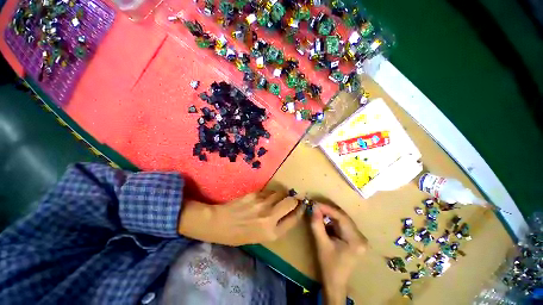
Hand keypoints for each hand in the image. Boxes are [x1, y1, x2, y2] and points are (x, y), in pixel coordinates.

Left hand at [178, 191, 302, 245]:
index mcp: (271, 232)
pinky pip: (269, 191)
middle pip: (290, 202)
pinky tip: (264, 197)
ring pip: (280, 193)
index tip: (302, 205)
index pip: (294, 219)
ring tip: (277, 198)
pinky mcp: (255, 194)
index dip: (300, 211)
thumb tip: (287, 213)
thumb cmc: (239, 235)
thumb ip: (275, 226)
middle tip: (293, 198)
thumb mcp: (260, 238)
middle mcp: (270, 217)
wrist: (219, 223)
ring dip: (281, 195)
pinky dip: (270, 193)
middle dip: (294, 199)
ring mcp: (262, 203)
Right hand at [310, 203, 367, 304]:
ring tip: (318, 211)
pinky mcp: (354, 238)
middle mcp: (360, 236)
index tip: (315, 203)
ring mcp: (359, 237)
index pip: (341, 217)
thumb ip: (317, 224)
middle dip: (328, 210)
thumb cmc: (328, 265)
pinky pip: (342, 224)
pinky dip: (332, 220)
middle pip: (343, 217)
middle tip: (315, 206)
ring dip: (330, 215)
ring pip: (342, 219)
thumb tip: (313, 207)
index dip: (327, 208)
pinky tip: (324, 220)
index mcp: (355, 240)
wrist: (335, 283)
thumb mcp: (321, 244)